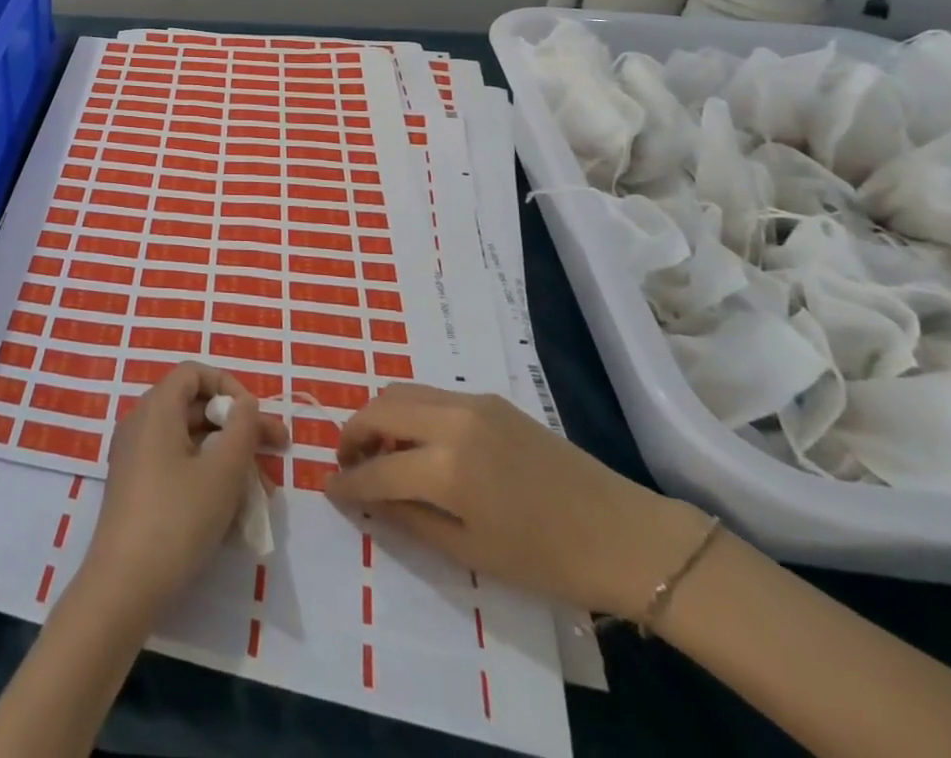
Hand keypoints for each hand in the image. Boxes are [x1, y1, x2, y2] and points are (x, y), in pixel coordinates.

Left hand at [78, 363, 287, 622]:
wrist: (123, 587)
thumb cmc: (177, 519)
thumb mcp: (222, 472)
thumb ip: (242, 429)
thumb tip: (246, 404)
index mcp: (156, 408)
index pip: (194, 373)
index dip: (229, 386)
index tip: (256, 416)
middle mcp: (142, 424)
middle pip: (196, 409)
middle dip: (239, 428)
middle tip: (278, 451)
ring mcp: (136, 458)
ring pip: (191, 443)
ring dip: (229, 460)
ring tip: (264, 495)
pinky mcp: (137, 490)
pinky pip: (178, 468)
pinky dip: (207, 479)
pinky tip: (234, 515)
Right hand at [326, 385, 707, 619]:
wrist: (622, 534)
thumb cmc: (547, 559)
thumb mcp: (470, 551)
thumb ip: (410, 519)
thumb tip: (368, 500)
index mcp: (447, 467)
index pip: (377, 468)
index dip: (348, 481)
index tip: (329, 488)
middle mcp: (450, 420)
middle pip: (379, 409)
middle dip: (353, 433)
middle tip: (349, 462)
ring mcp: (470, 401)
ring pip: (401, 391)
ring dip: (379, 415)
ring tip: (379, 450)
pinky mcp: (487, 397)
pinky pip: (429, 393)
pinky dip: (408, 410)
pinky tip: (417, 440)